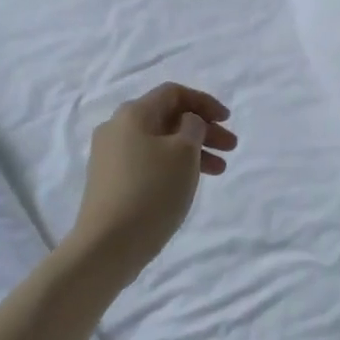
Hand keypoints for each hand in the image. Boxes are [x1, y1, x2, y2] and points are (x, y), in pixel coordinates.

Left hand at [70, 83, 236, 279]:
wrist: (107, 246)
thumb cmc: (152, 190)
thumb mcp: (184, 152)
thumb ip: (193, 127)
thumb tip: (187, 122)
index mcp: (133, 113)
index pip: (173, 93)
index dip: (204, 102)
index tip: (227, 120)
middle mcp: (117, 128)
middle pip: (168, 118)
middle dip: (203, 129)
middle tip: (231, 147)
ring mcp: (111, 156)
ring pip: (160, 142)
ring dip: (192, 150)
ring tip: (219, 170)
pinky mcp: (110, 181)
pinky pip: (149, 161)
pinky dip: (174, 165)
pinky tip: (190, 182)